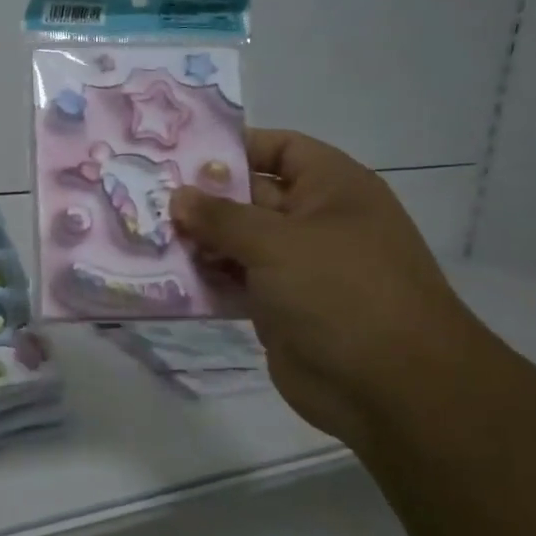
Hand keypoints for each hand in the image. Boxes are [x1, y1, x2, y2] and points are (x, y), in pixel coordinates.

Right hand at [170, 130, 489, 443]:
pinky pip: (234, 282)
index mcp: (332, 189)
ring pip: (237, 243)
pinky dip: (205, 279)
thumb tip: (179, 196)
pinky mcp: (278, 308)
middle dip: (202, 198)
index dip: (235, 147)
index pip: (281, 149)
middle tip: (146, 197)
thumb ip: (221, 217)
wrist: (390, 387)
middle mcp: (315, 222)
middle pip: (250, 196)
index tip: (180, 155)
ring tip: (146, 234)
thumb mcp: (277, 242)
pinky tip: (164, 277)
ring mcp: (296, 267)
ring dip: (197, 241)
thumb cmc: (340, 291)